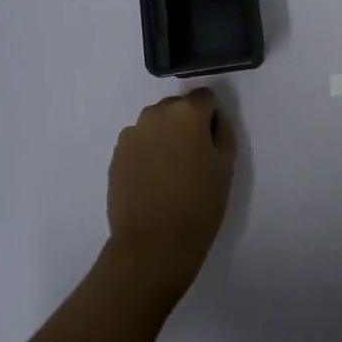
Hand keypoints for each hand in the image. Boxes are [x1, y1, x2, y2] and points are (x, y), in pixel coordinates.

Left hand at [105, 89, 235, 302]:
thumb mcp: (226, 165)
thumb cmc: (199, 203)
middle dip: (186, 124)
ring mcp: (131, 134)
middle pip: (177, 107)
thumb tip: (212, 121)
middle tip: (193, 157)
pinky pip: (138, 143)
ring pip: (155, 125)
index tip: (213, 142)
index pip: (205, 97)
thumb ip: (222, 132)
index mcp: (186, 112)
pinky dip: (147, 153)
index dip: (212, 117)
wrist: (153, 244)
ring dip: (165, 137)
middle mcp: (155, 114)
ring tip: (170, 172)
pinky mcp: (116, 155)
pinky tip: (152, 181)